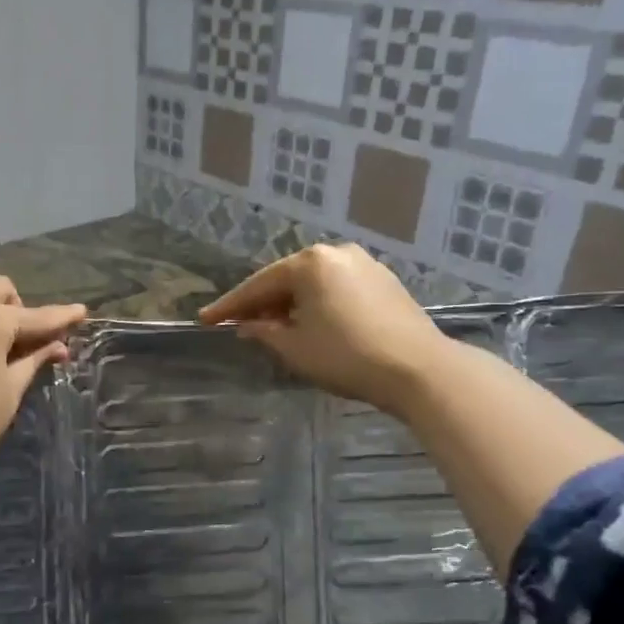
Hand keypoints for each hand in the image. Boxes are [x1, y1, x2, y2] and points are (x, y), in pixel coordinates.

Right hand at [199, 244, 446, 415]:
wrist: (419, 370)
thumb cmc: (346, 357)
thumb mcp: (294, 348)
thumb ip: (264, 331)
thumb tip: (248, 325)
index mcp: (310, 263)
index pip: (258, 285)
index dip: (229, 306)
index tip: (204, 320)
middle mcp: (336, 253)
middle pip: (287, 279)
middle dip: (262, 303)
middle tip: (238, 325)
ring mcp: (364, 264)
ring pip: (313, 284)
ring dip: (291, 304)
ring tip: (273, 328)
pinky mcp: (384, 281)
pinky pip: (337, 289)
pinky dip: (317, 304)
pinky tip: (310, 324)